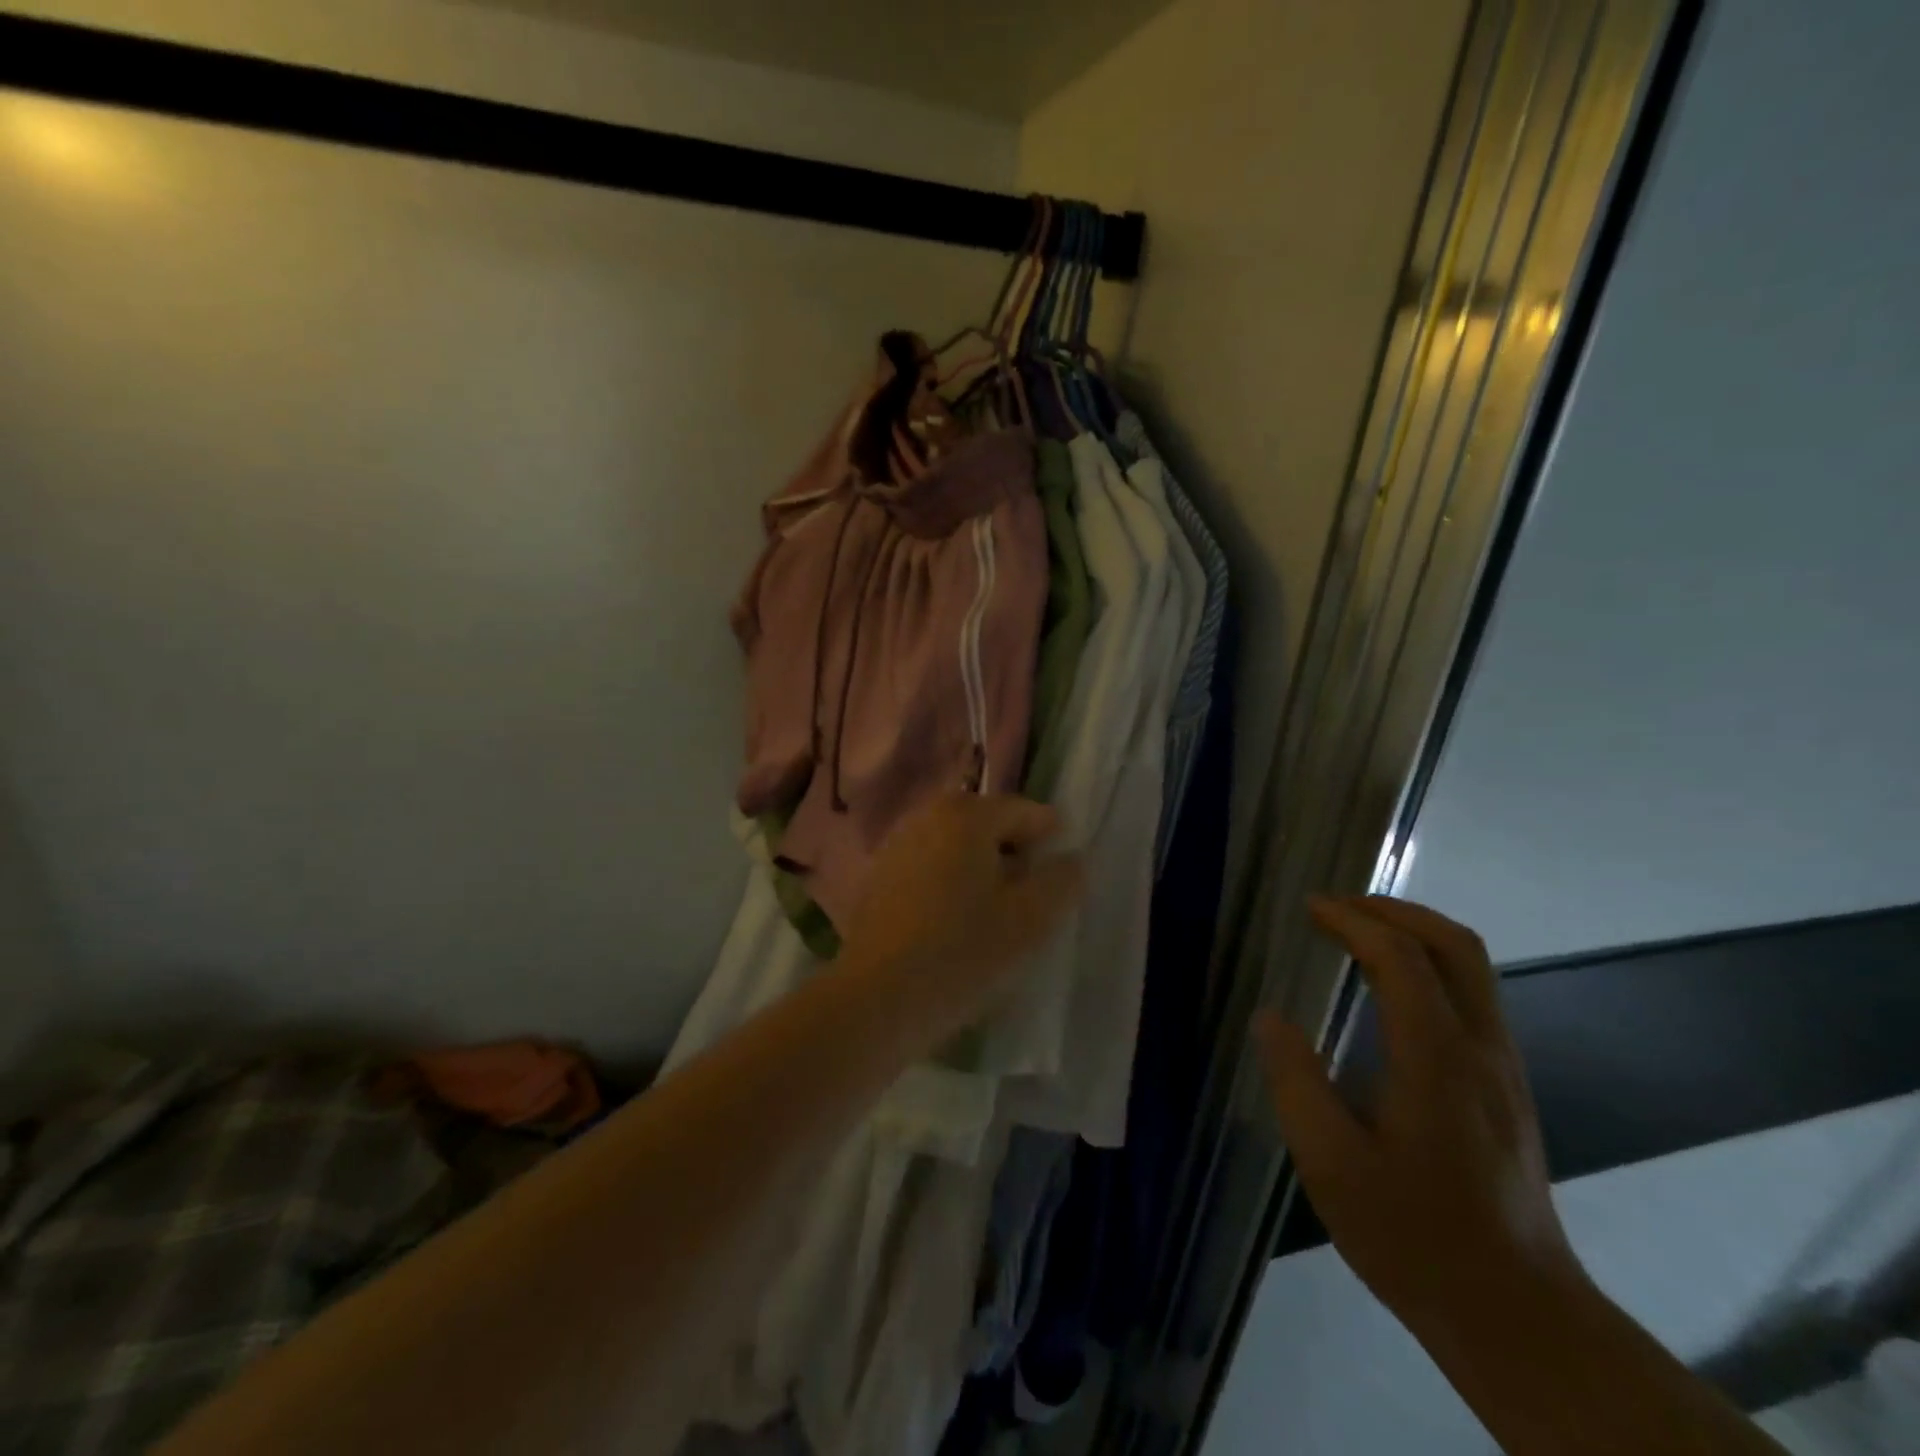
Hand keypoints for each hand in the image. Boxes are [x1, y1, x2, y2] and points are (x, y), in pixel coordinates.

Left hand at [838, 792, 1083, 1047]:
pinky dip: (949, 883)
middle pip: (989, 824)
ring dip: (981, 870)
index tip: (1058, 882)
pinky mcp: (878, 875)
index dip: (1051, 842)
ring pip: (957, 846)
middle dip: (1014, 855)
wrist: (877, 998)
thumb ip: (1061, 881)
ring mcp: (897, 843)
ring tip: (992, 916)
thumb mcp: (1030, 920)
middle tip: (1027, 901)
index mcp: (967, 814)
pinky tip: (953, 924)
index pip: (1026, 812)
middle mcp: (928, 815)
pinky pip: (930, 866)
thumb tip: (1071, 858)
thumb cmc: (962, 953)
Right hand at [1253, 896, 1585, 1333]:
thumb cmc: (1414, 1236)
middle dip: (1394, 910)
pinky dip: (1429, 964)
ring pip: (1473, 967)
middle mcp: (1482, 1049)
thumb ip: (1296, 1082)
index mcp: (1437, 1060)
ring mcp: (1504, 1066)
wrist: (1518, 1315)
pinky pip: (1473, 995)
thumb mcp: (1331, 1165)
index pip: (1401, 958)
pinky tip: (1390, 988)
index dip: (1352, 921)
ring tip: (1357, 932)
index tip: (1309, 908)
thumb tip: (1270, 1018)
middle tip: (1337, 907)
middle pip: (1455, 945)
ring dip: (1415, 932)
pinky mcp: (1508, 1085)